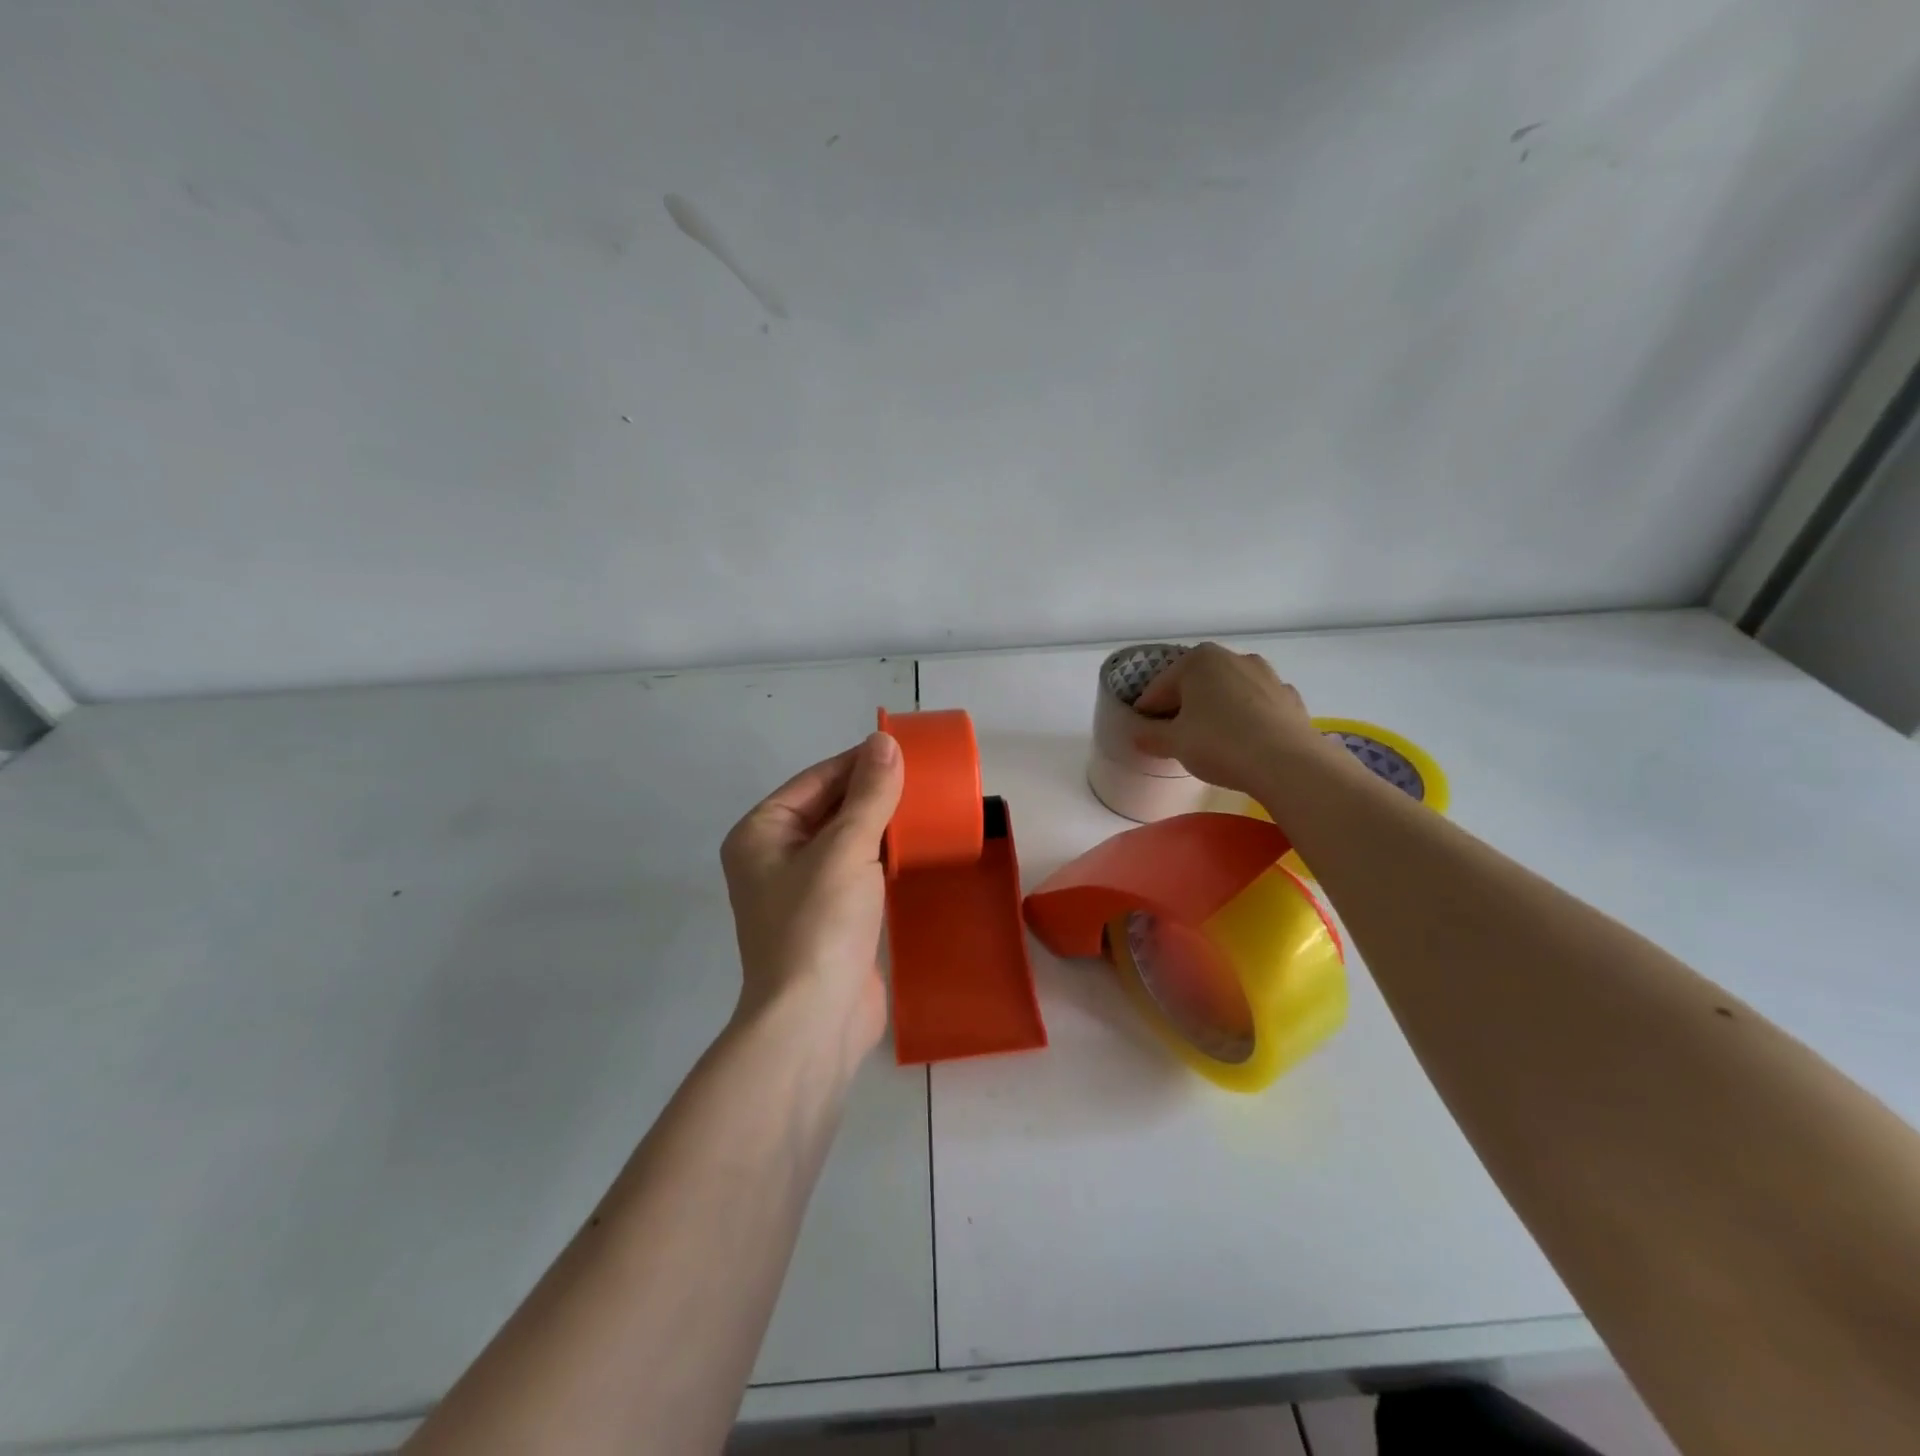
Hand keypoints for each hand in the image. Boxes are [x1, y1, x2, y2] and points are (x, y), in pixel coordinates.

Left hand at [720, 732, 904, 1067]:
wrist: (815, 1022)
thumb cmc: (819, 925)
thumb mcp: (846, 849)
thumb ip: (869, 794)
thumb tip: (885, 742)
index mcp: (762, 833)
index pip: (816, 780)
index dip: (860, 761)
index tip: (906, 749)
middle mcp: (775, 857)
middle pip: (831, 808)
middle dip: (874, 793)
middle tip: (926, 777)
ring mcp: (803, 890)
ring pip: (847, 841)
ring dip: (883, 825)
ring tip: (929, 805)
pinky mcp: (831, 917)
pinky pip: (859, 872)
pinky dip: (885, 857)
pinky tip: (918, 847)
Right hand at [1132, 643, 1328, 795]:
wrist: (1288, 763)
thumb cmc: (1220, 744)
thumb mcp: (1175, 743)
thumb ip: (1151, 736)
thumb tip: (1138, 735)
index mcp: (1198, 660)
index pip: (1160, 687)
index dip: (1148, 711)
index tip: (1144, 732)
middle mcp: (1233, 657)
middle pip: (1196, 684)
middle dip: (1183, 706)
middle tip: (1175, 736)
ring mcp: (1267, 675)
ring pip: (1229, 691)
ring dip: (1216, 709)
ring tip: (1211, 740)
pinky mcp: (1289, 697)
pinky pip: (1257, 705)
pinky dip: (1246, 717)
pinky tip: (1244, 741)